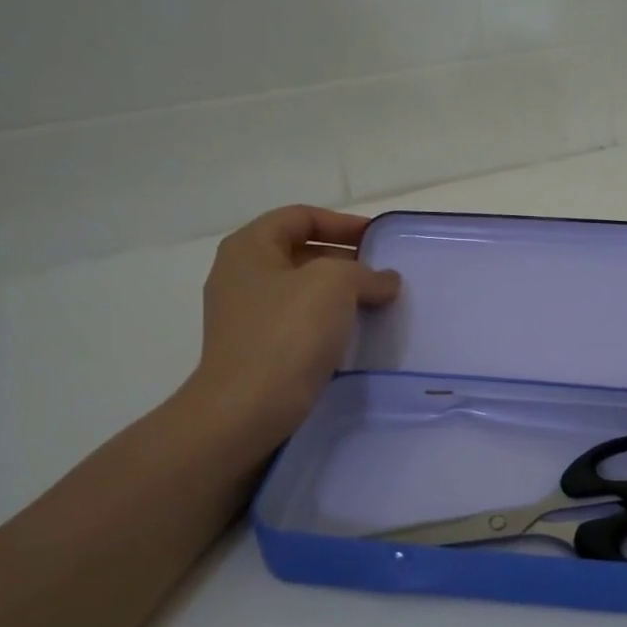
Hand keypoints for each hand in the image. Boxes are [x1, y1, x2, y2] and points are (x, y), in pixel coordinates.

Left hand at [182, 206, 399, 438]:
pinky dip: (328, 323)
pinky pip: (299, 324)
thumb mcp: (334, 284)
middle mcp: (241, 275)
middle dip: (346, 260)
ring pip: (303, 291)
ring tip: (378, 305)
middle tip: (383, 275)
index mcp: (249, 247)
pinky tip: (355, 336)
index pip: (300, 217)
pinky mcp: (257, 349)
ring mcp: (245, 315)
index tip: (379, 240)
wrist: (248, 408)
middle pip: (301, 252)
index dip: (343, 223)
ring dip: (341, 294)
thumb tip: (385, 281)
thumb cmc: (287, 333)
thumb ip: (365, 272)